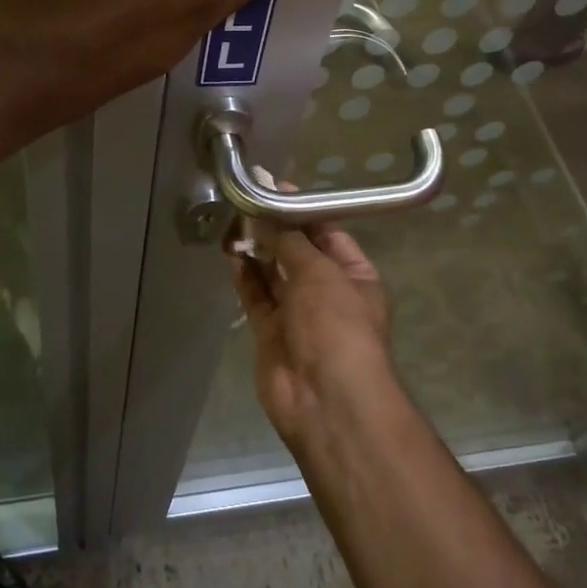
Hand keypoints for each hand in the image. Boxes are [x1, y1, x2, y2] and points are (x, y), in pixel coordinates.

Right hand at [230, 222, 394, 452]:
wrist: (326, 398)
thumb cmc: (336, 325)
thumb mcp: (320, 273)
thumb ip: (289, 241)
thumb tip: (265, 211)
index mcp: (355, 276)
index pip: (328, 234)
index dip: (302, 212)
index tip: (274, 189)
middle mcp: (328, 292)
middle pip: (299, 252)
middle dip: (276, 229)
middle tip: (246, 201)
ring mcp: (299, 314)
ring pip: (274, 273)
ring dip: (257, 249)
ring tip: (234, 220)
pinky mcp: (271, 332)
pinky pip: (256, 296)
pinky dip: (245, 275)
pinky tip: (231, 251)